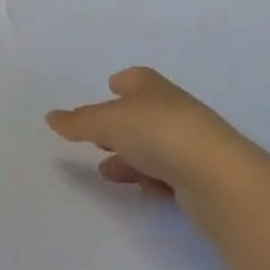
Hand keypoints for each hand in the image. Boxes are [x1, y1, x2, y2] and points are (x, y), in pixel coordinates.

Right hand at [47, 67, 245, 204]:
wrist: (218, 177)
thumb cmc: (158, 133)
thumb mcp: (108, 122)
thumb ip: (79, 122)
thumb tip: (50, 117)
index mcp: (152, 88)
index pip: (136, 79)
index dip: (121, 83)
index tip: (109, 87)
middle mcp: (173, 110)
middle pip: (143, 113)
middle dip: (120, 124)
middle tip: (98, 136)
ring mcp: (190, 144)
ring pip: (154, 147)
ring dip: (131, 156)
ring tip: (107, 171)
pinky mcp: (201, 178)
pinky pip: (169, 174)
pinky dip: (152, 179)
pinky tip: (141, 190)